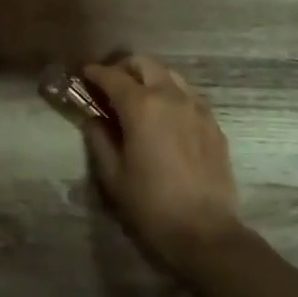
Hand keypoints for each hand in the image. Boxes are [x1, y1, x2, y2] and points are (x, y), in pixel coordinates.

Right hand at [81, 54, 244, 276]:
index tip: (84, 75)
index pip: (112, 76)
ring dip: (149, 78)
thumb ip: (99, 139)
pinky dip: (171, 95)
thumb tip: (93, 119)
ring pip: (170, 76)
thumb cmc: (150, 204)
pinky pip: (188, 96)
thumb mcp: (113, 175)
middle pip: (145, 64)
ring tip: (137, 99)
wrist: (204, 232)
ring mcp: (197, 108)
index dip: (94, 73)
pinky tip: (164, 118)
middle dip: (124, 68)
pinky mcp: (213, 124)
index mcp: (142, 106)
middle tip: (110, 85)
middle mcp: (171, 97)